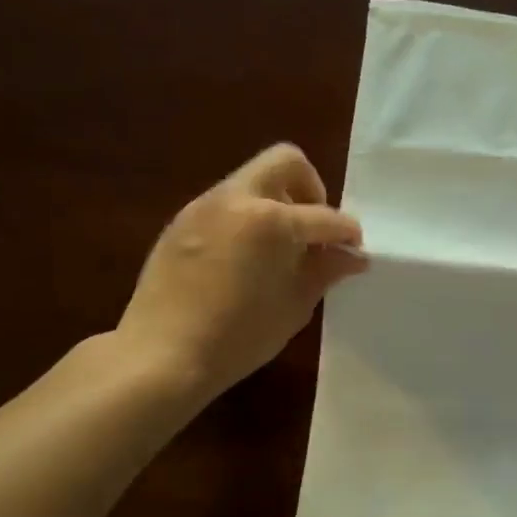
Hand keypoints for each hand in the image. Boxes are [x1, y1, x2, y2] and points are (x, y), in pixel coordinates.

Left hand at [115, 144, 365, 399]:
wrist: (162, 355)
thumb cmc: (239, 336)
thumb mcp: (295, 305)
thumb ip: (326, 271)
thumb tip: (353, 256)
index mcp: (271, 221)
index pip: (325, 217)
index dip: (347, 234)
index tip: (355, 251)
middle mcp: (237, 200)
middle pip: (286, 162)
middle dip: (311, 189)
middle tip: (313, 231)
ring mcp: (204, 207)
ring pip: (253, 181)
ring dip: (277, 203)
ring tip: (281, 249)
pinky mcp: (181, 222)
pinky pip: (227, 204)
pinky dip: (248, 218)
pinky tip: (247, 259)